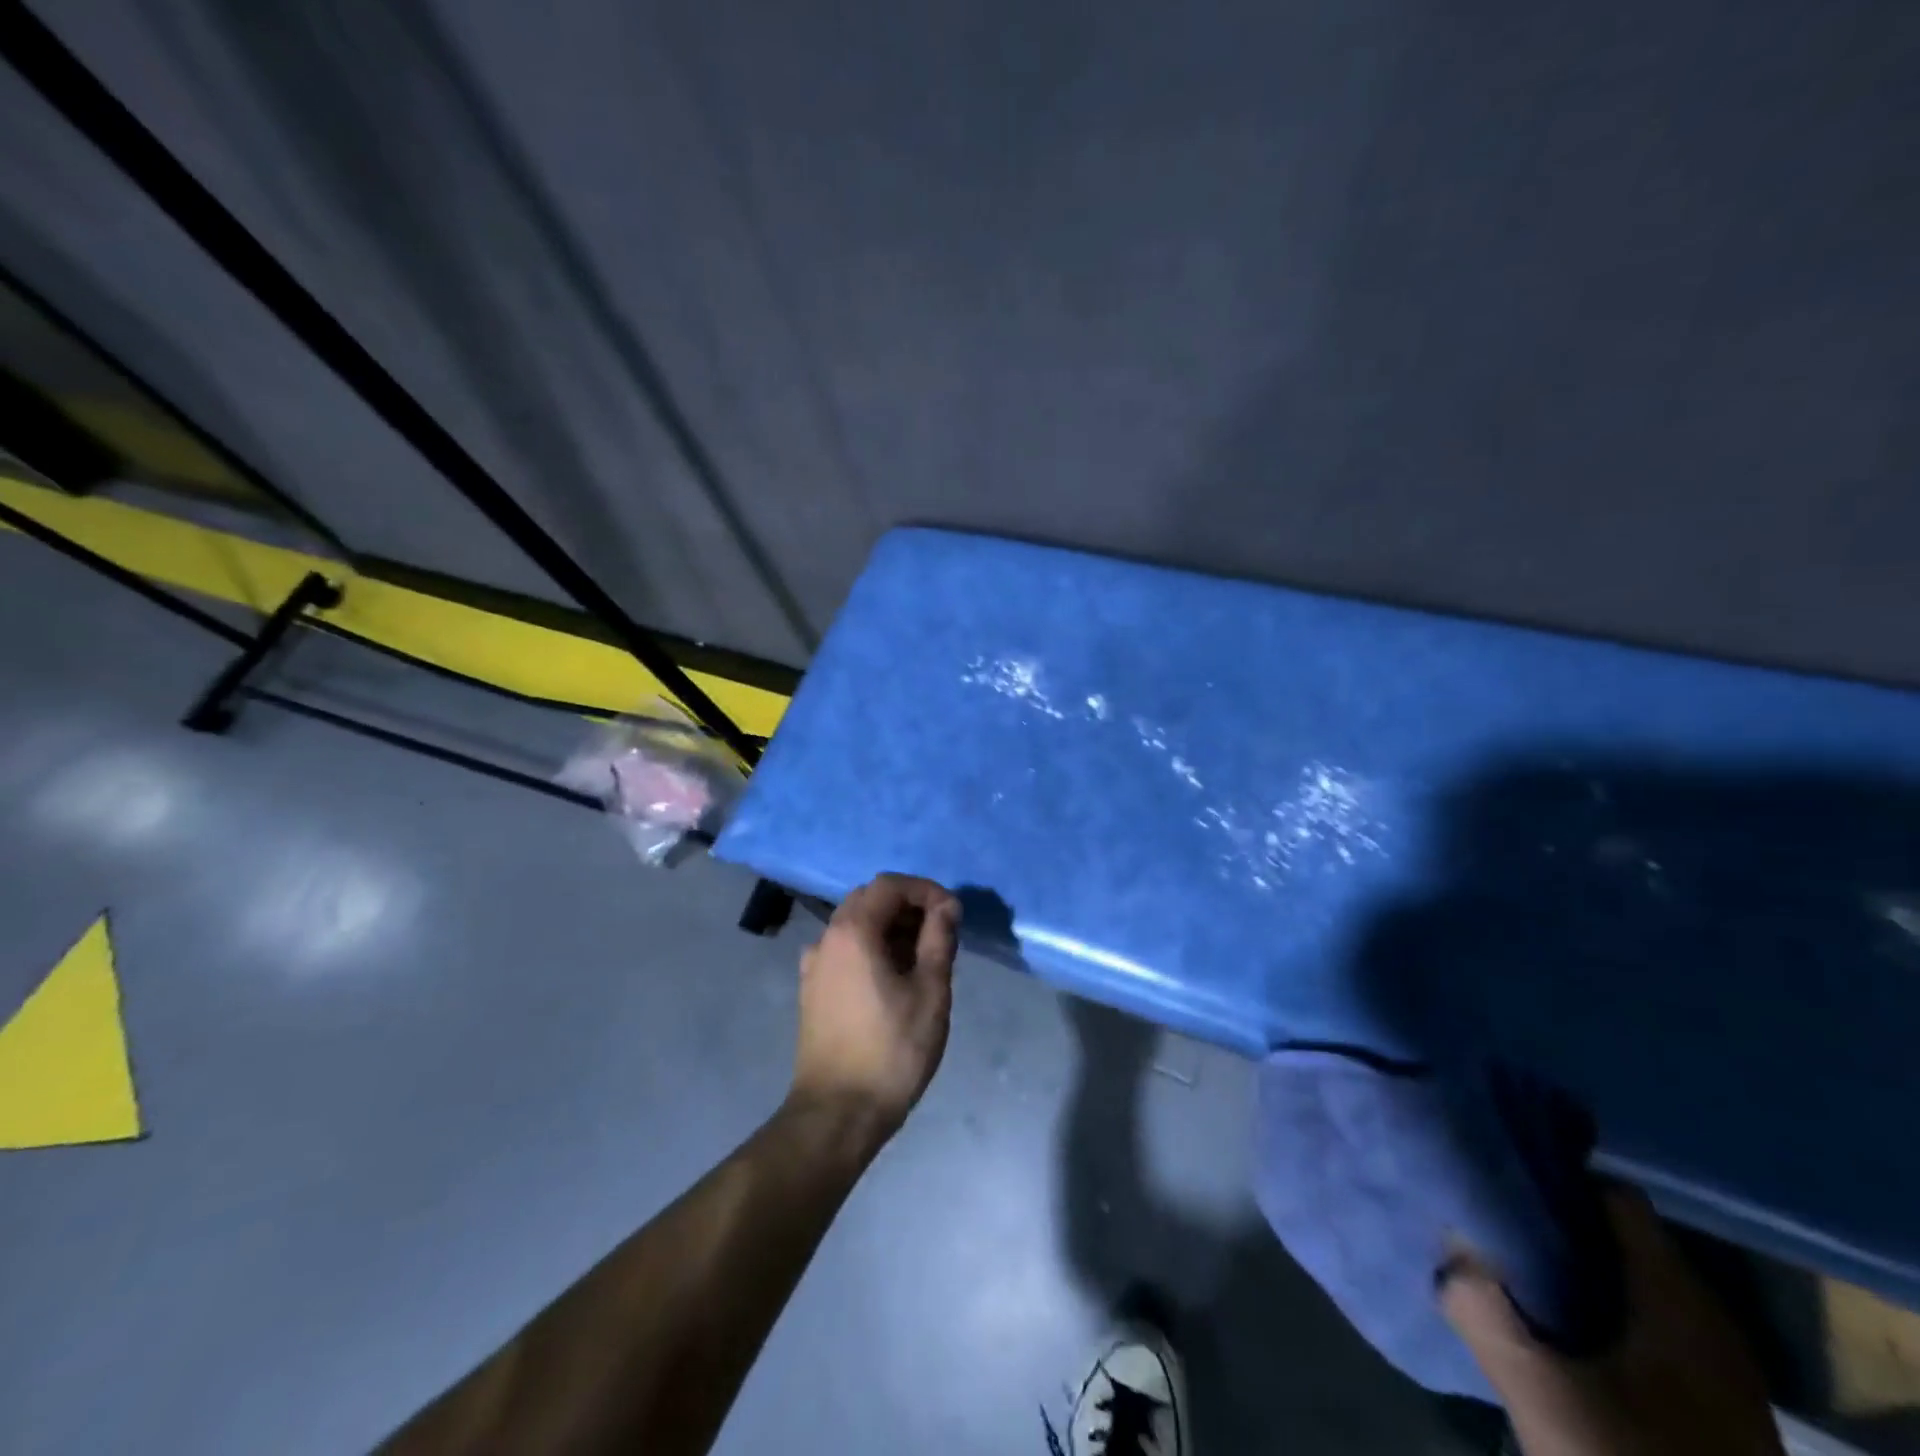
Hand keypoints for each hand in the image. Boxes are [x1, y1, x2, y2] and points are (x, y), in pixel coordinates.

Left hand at [790, 874, 960, 1152]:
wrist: (837, 1113)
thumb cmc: (892, 1050)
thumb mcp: (930, 992)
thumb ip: (938, 939)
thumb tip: (946, 906)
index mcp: (853, 932)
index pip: (890, 885)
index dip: (925, 890)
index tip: (953, 914)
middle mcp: (826, 938)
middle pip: (869, 899)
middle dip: (908, 906)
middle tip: (941, 932)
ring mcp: (814, 964)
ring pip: (855, 924)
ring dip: (891, 927)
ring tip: (924, 956)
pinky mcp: (812, 988)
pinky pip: (845, 949)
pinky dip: (872, 947)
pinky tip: (894, 977)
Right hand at [1442, 1187, 1782, 1455]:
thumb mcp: (1541, 1394)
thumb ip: (1481, 1307)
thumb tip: (1447, 1247)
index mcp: (1680, 1302)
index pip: (1613, 1195)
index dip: (1552, 1179)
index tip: (1498, 1179)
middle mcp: (1707, 1323)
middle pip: (1617, 1238)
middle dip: (1550, 1226)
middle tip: (1489, 1224)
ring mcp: (1714, 1372)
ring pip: (1625, 1284)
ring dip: (1566, 1272)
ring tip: (1505, 1270)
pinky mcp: (1707, 1410)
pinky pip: (1638, 1328)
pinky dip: (1592, 1314)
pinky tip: (1550, 1332)